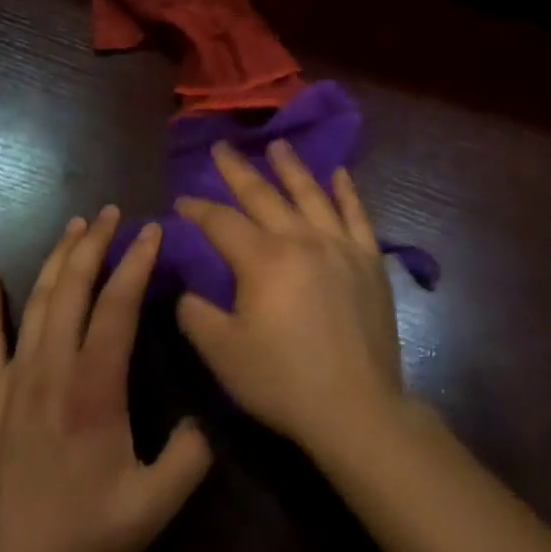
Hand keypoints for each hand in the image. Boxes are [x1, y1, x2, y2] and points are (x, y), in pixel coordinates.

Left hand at [0, 208, 212, 551]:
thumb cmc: (83, 533)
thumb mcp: (154, 504)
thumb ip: (190, 457)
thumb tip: (203, 421)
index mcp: (95, 386)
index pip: (118, 306)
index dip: (136, 263)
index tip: (151, 231)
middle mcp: (53, 369)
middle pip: (73, 288)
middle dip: (94, 244)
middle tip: (110, 213)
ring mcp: (14, 380)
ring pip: (36, 302)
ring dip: (56, 259)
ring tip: (73, 227)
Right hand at [174, 141, 405, 458]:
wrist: (356, 407)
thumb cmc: (283, 381)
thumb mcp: (224, 354)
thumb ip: (197, 315)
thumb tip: (187, 290)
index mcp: (263, 259)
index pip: (222, 222)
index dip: (198, 209)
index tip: (182, 199)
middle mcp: (301, 239)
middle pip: (263, 195)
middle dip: (237, 171)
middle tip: (221, 147)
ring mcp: (340, 245)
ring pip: (311, 194)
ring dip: (291, 167)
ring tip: (277, 144)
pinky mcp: (369, 260)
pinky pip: (357, 215)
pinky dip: (347, 192)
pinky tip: (340, 173)